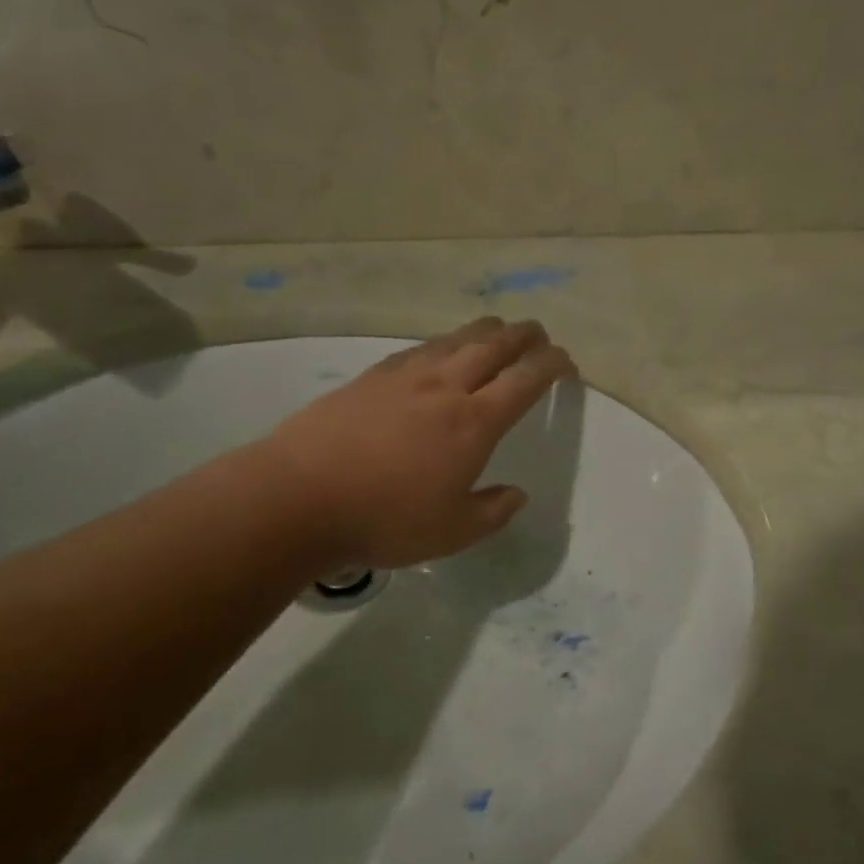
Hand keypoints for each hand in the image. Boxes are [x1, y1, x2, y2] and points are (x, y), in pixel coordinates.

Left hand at [265, 318, 575, 568]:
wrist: (298, 497)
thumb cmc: (383, 519)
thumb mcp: (451, 533)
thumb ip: (492, 512)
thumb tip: (517, 495)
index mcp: (474, 423)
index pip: (525, 380)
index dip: (551, 365)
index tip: (565, 361)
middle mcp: (445, 388)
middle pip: (494, 346)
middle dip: (523, 335)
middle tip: (539, 333)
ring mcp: (405, 377)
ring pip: (456, 339)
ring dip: (485, 331)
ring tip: (497, 330)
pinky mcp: (371, 377)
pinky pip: (419, 349)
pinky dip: (443, 344)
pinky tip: (438, 350)